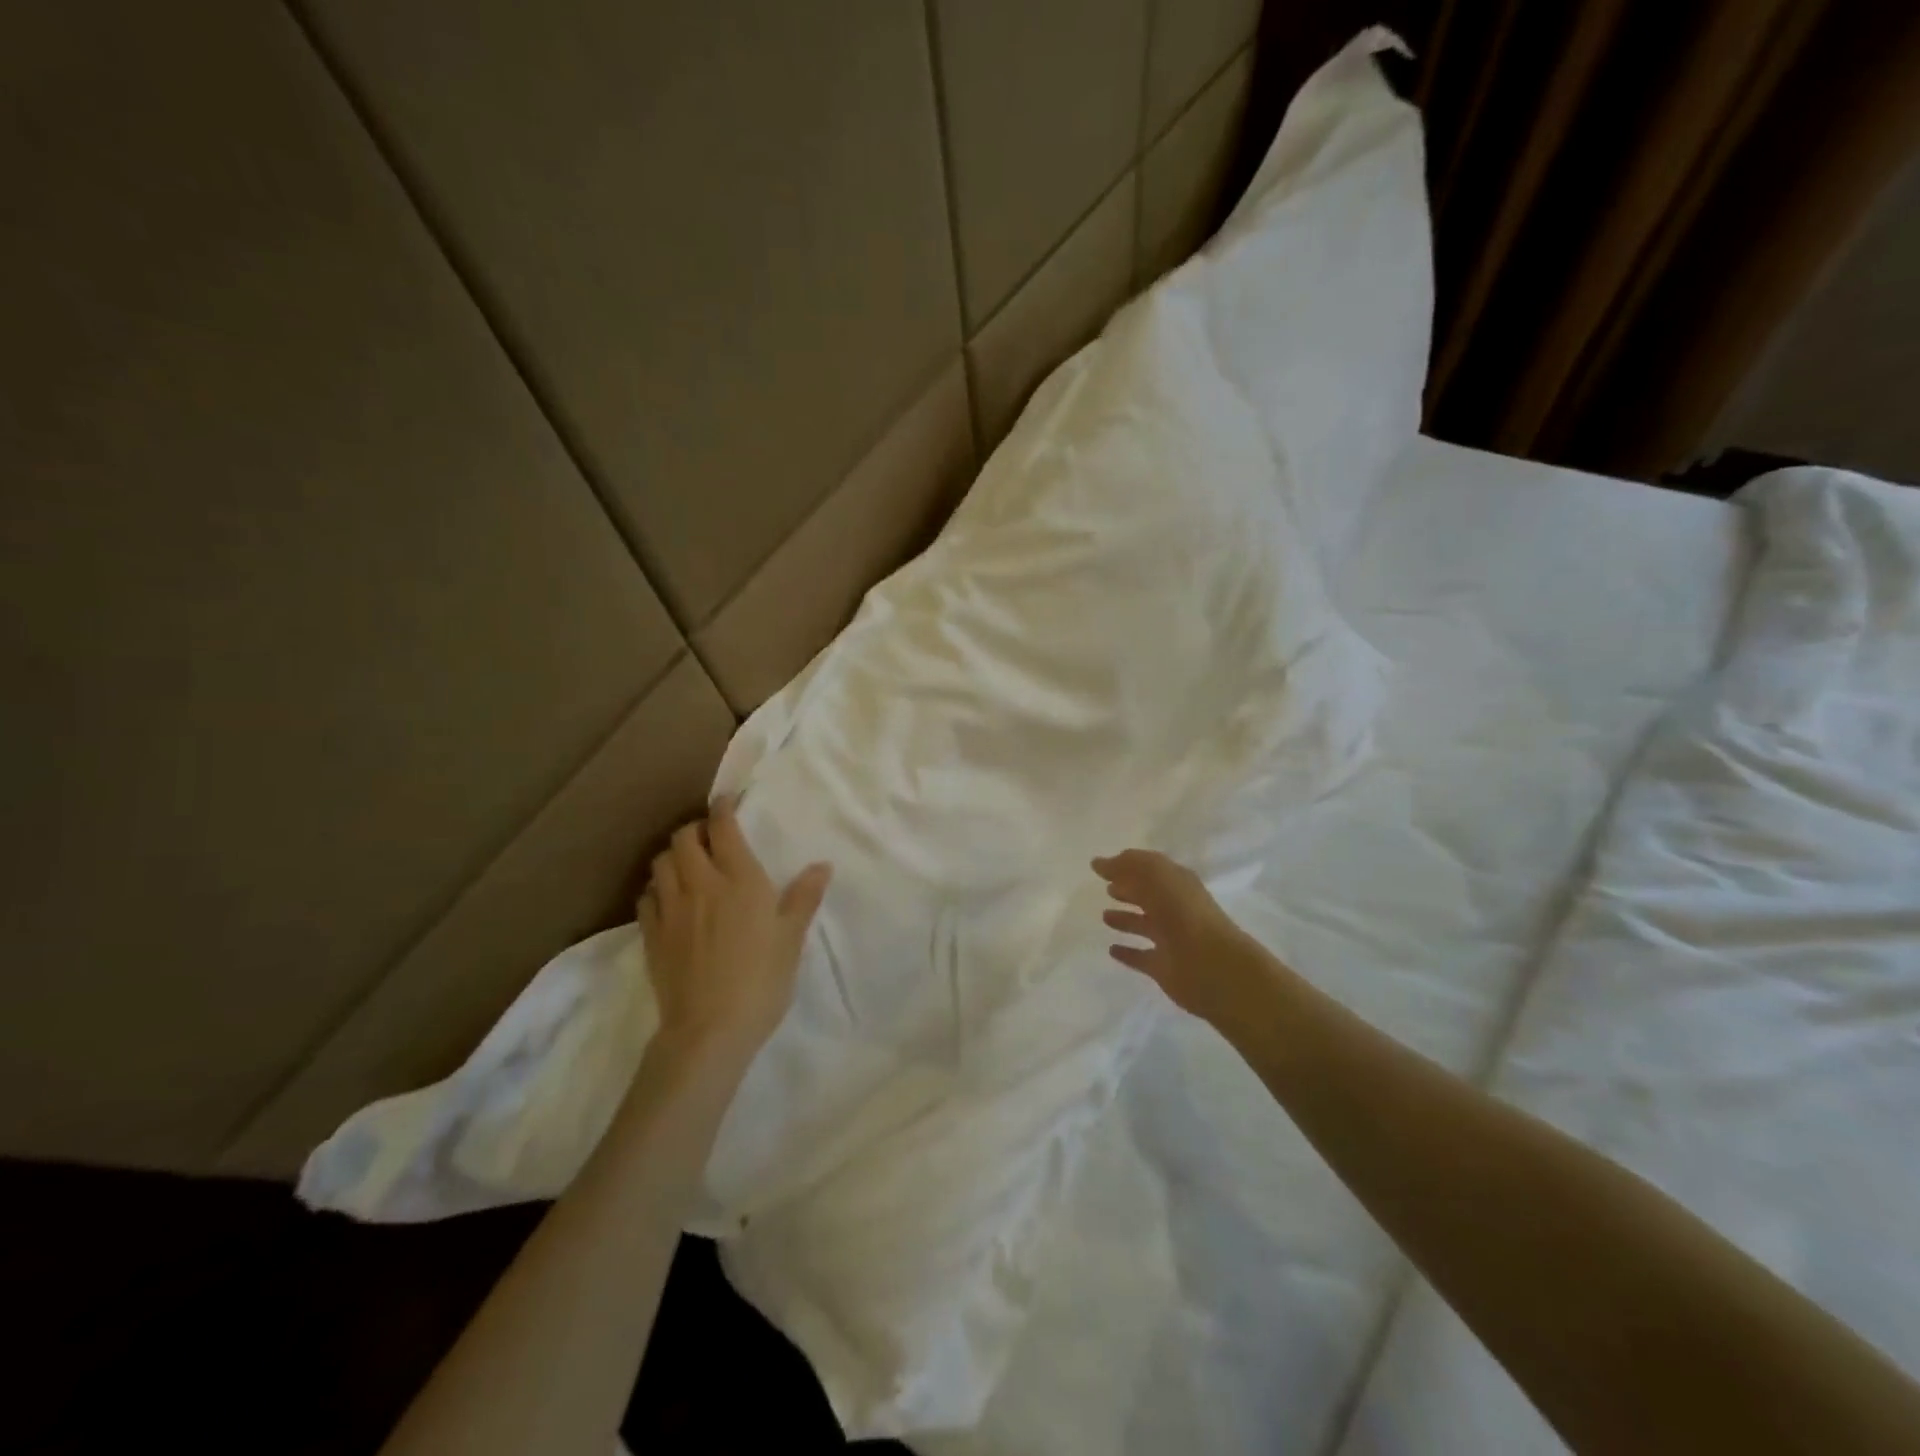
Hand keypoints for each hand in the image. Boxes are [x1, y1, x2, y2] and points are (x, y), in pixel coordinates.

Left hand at [639, 796, 831, 1062]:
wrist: (710, 1029)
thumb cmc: (762, 980)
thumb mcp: (792, 938)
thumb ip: (804, 897)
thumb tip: (822, 865)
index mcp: (740, 879)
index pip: (723, 828)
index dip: (723, 808)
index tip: (726, 801)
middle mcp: (701, 884)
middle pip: (684, 839)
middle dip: (696, 830)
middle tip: (710, 838)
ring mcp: (671, 909)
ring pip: (661, 863)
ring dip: (674, 856)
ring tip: (688, 865)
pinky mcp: (651, 934)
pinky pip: (646, 896)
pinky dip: (657, 888)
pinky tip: (668, 899)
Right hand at [1093, 849, 1273, 1029]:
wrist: (1211, 965)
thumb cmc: (1183, 912)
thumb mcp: (1155, 876)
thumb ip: (1127, 866)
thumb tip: (1100, 862)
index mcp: (1177, 883)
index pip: (1149, 869)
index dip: (1126, 865)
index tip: (1099, 865)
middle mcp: (1175, 909)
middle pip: (1148, 896)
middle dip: (1128, 890)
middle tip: (1106, 888)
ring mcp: (1170, 939)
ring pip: (1143, 925)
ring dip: (1125, 920)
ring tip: (1104, 916)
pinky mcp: (1163, 967)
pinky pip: (1141, 957)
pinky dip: (1127, 953)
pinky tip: (1112, 950)